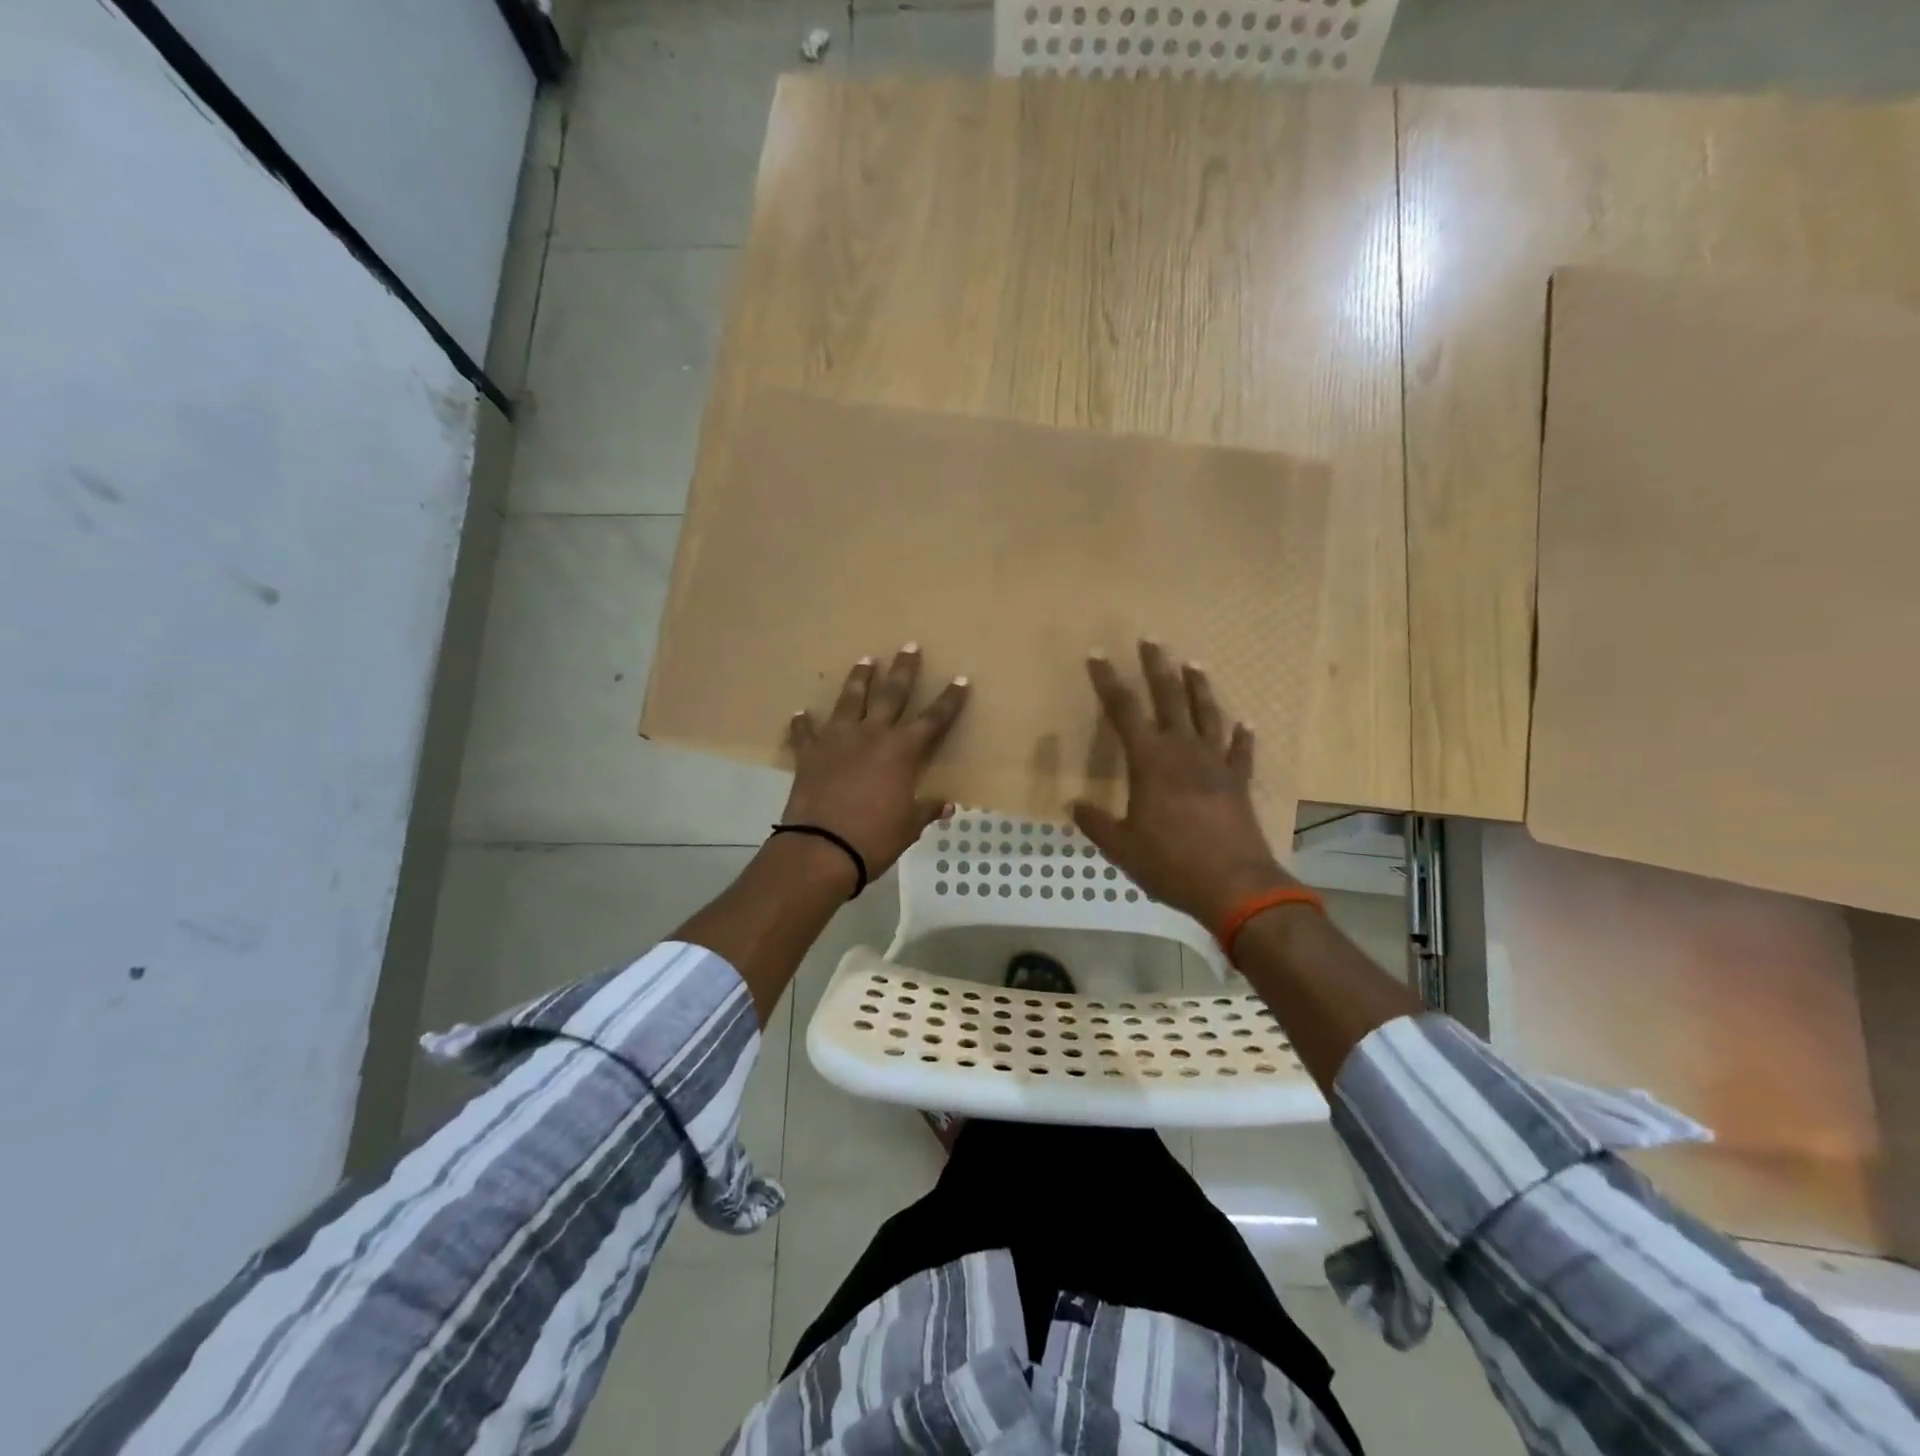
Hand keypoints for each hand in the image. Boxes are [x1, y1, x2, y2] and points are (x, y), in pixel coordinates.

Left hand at [781, 645, 969, 881]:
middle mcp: (871, 735)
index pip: (933, 719)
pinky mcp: (809, 754)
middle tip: (909, 646)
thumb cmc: (875, 838)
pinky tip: (801, 714)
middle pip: (891, 694)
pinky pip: (806, 733)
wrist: (822, 848)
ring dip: (859, 679)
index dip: (949, 700)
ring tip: (865, 661)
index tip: (961, 679)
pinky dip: (804, 724)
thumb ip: (926, 809)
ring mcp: (837, 740)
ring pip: (850, 700)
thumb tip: (946, 805)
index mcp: (902, 751)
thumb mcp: (908, 826)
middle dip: (904, 670)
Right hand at [1070, 641, 1293, 929]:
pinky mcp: (1238, 782)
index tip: (1097, 655)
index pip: (1123, 710)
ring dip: (1199, 688)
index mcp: (1150, 762)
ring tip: (1194, 664)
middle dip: (1157, 668)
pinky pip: (1241, 751)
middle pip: (1169, 698)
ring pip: (1207, 715)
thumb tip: (1073, 804)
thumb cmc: (1171, 863)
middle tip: (1151, 640)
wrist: (1235, 886)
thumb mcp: (1121, 847)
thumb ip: (1096, 822)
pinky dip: (1242, 736)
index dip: (1108, 681)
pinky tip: (1246, 723)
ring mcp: (1215, 764)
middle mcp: (1183, 752)